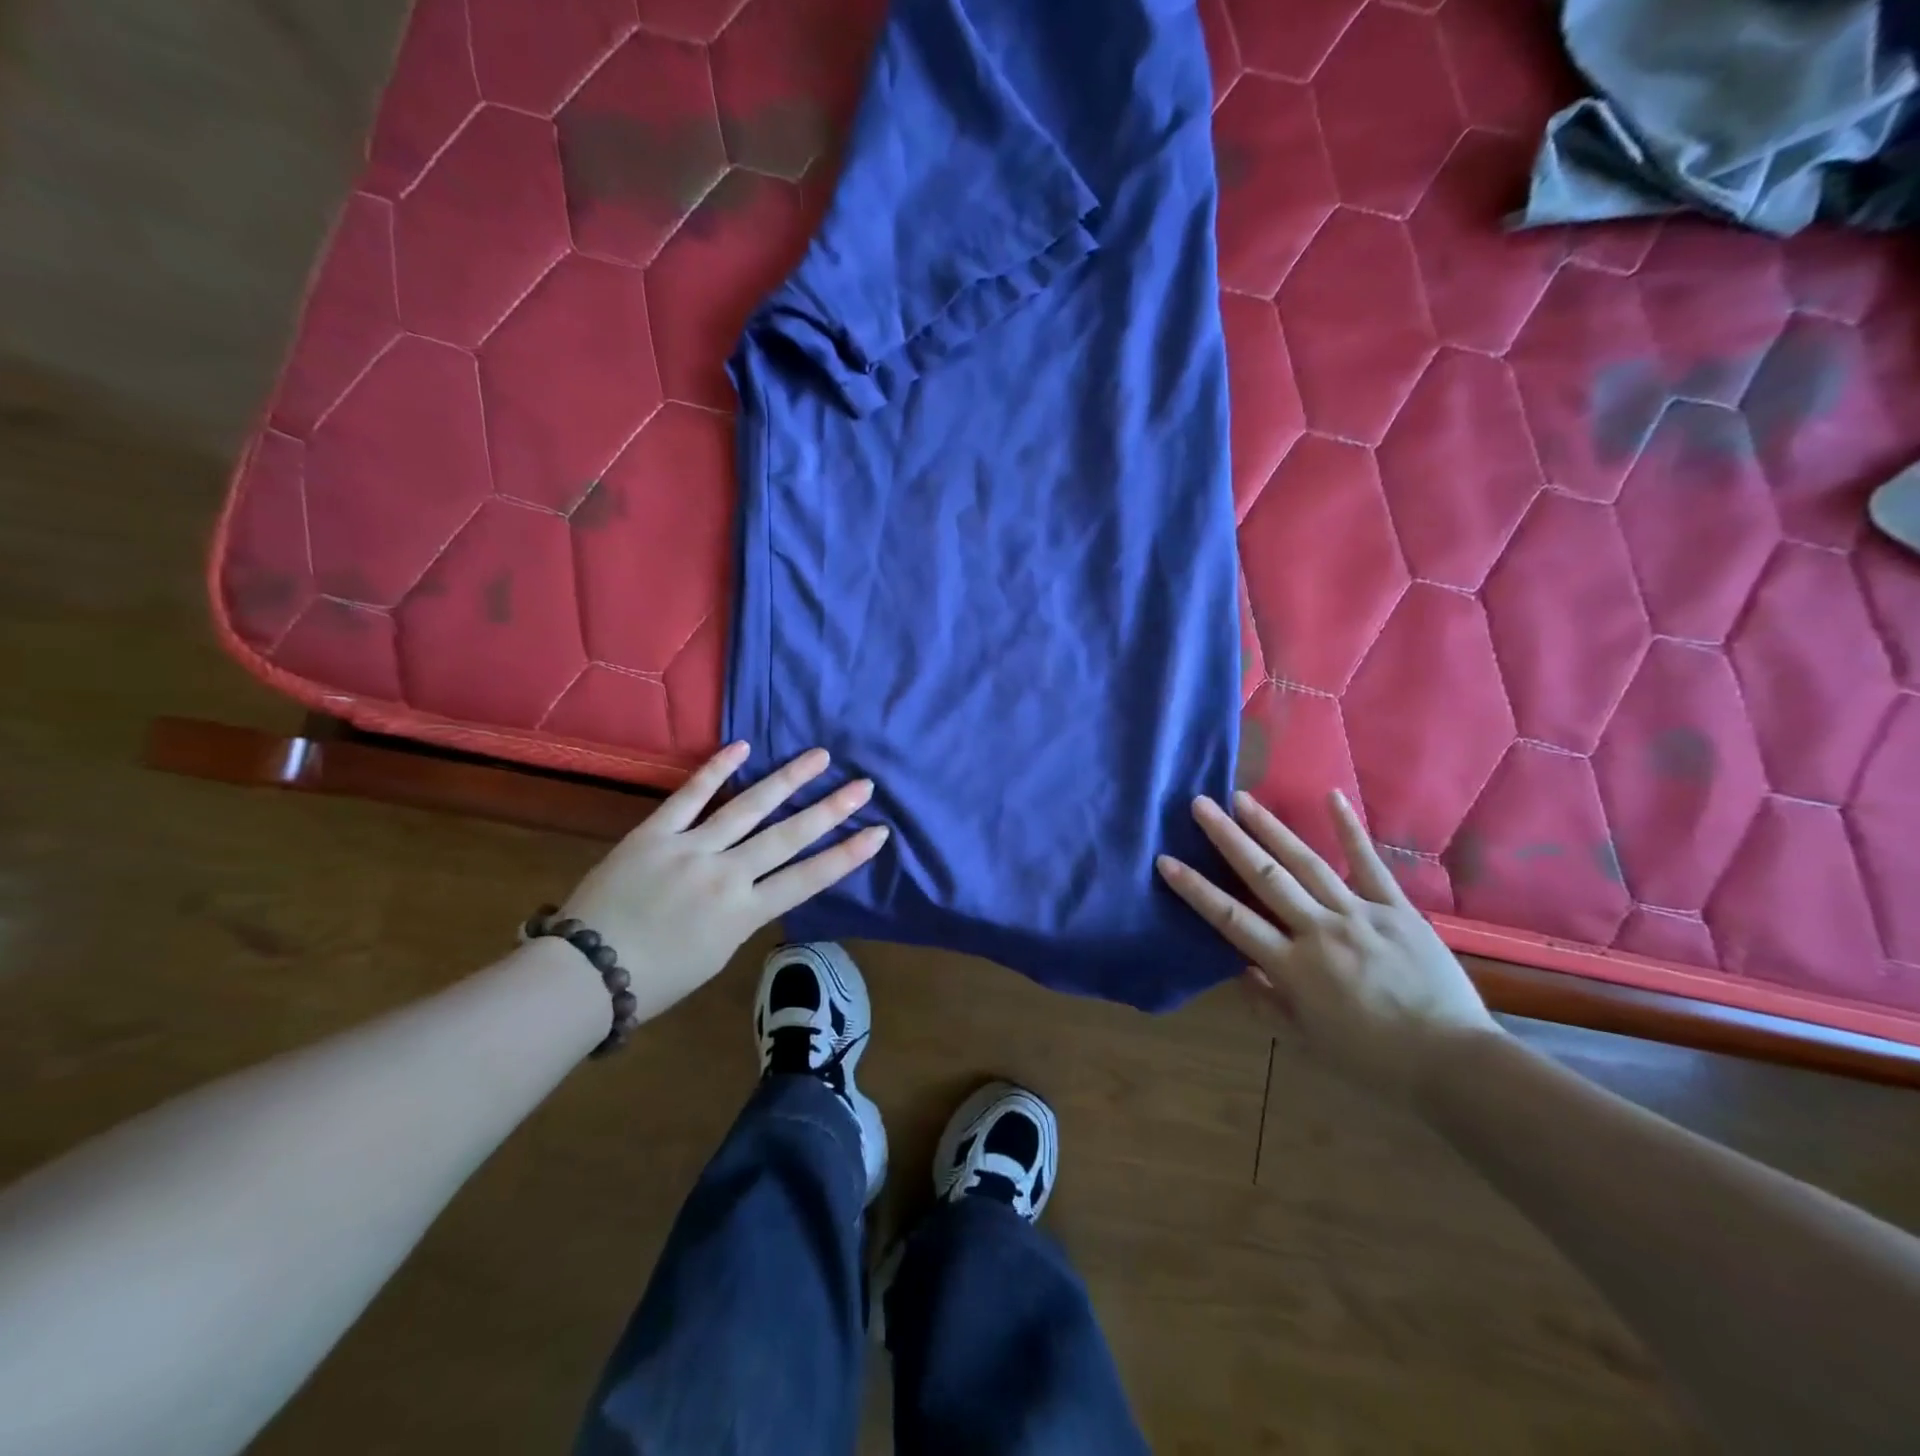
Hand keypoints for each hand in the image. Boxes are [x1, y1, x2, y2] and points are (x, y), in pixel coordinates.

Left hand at [561, 742, 887, 1019]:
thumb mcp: (716, 955)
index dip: (847, 855)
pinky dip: (716, 769)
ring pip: (748, 807)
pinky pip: (689, 796)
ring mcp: (691, 848)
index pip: (809, 879)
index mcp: (745, 914)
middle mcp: (727, 875)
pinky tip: (742, 747)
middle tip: (863, 785)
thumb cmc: (655, 979)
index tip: (879, 832)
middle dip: (831, 809)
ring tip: (819, 756)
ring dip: (787, 779)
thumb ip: (742, 915)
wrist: (584, 974)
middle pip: (789, 836)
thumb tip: (755, 885)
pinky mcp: (655, 833)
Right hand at [1156, 790, 1501, 1104]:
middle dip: (1228, 839)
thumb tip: (1239, 969)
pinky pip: (1369, 865)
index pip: (1232, 920)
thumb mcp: (1309, 1041)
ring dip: (1271, 828)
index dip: (1196, 889)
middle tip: (1200, 804)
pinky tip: (1332, 797)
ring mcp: (1359, 915)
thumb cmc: (1373, 1060)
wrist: (1455, 1063)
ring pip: (1306, 863)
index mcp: (1294, 967)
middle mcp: (1319, 931)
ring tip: (1243, 798)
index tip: (1166, 860)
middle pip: (1264, 878)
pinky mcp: (1396, 910)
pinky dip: (1350, 830)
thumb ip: (1269, 1002)